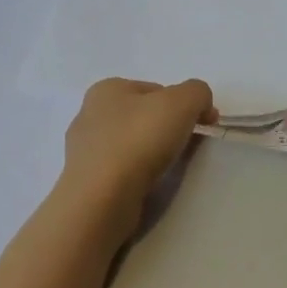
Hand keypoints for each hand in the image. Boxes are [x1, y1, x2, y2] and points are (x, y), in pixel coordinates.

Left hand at [62, 77, 215, 208]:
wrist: (102, 199)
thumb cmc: (139, 139)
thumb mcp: (182, 102)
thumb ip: (197, 93)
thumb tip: (201, 107)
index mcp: (107, 88)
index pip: (156, 90)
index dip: (184, 104)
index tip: (202, 125)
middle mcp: (90, 114)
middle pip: (142, 116)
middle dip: (167, 128)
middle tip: (187, 147)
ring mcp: (84, 150)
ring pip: (130, 144)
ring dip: (151, 153)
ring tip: (167, 170)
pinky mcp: (86, 181)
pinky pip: (120, 170)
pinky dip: (136, 175)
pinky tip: (146, 185)